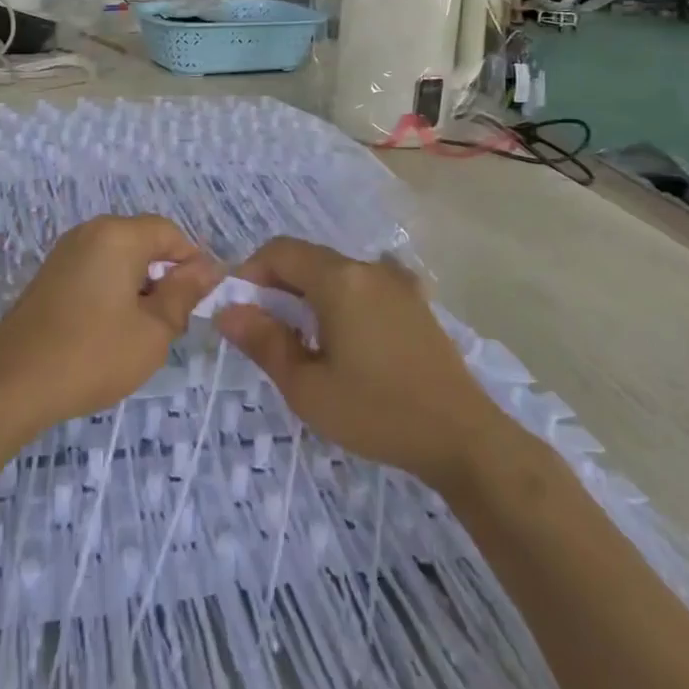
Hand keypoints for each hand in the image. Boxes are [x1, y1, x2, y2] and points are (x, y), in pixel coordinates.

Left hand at [0, 215, 222, 436]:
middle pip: (145, 243)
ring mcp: (65, 252)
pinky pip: (96, 271)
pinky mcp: (50, 275)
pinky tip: (109, 332)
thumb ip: (185, 293)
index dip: (192, 264)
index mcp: (118, 235)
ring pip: (120, 259)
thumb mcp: (153, 330)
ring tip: (139, 334)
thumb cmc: (92, 355)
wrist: (10, 385)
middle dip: (164, 278)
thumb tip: (209, 268)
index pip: (171, 233)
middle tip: (169, 325)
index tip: (198, 304)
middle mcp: (90, 232)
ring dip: (139, 288)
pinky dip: (113, 292)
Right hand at [215, 238, 501, 494]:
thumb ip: (263, 341)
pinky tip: (346, 339)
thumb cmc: (377, 412)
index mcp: (338, 279)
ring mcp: (396, 282)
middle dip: (277, 286)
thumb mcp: (307, 387)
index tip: (240, 312)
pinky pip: (363, 287)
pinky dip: (341, 301)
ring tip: (304, 343)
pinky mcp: (414, 301)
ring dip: (309, 295)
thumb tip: (227, 311)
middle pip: (307, 259)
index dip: (250, 273)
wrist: (461, 437)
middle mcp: (367, 268)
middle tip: (266, 333)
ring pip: (335, 273)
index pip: (279, 251)